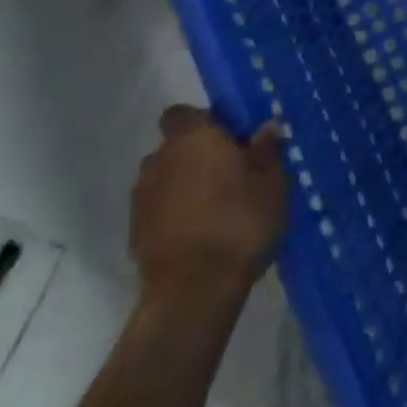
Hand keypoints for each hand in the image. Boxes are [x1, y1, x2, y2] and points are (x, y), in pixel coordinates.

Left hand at [130, 106, 287, 304]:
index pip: (183, 113)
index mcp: (192, 137)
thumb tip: (267, 126)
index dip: (204, 122)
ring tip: (214, 208)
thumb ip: (267, 149)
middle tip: (229, 174)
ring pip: (165, 180)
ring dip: (183, 187)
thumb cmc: (238, 222)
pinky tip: (199, 235)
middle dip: (196, 156)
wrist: (193, 292)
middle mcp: (159, 159)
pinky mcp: (135, 235)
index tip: (229, 138)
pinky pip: (158, 212)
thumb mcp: (271, 181)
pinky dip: (174, 216)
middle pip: (175, 147)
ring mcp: (142, 199)